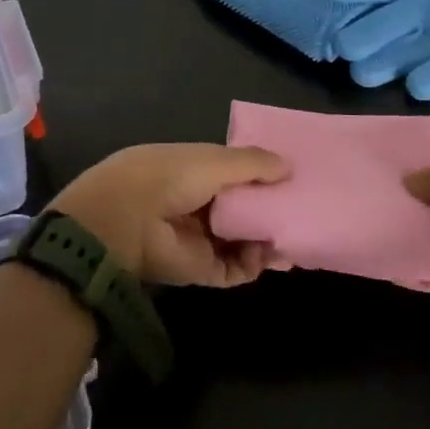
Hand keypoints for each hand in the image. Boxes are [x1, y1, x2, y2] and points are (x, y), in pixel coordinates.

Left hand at [52, 143, 290, 287]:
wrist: (127, 220)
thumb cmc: (171, 176)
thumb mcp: (215, 159)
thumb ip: (253, 164)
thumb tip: (289, 166)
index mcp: (196, 171)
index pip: (236, 175)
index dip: (263, 178)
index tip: (294, 180)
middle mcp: (199, 204)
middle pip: (242, 211)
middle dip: (269, 213)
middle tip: (302, 214)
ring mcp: (199, 238)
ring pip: (242, 242)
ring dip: (266, 241)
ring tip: (292, 239)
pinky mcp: (200, 269)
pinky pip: (234, 269)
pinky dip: (253, 264)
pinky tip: (269, 255)